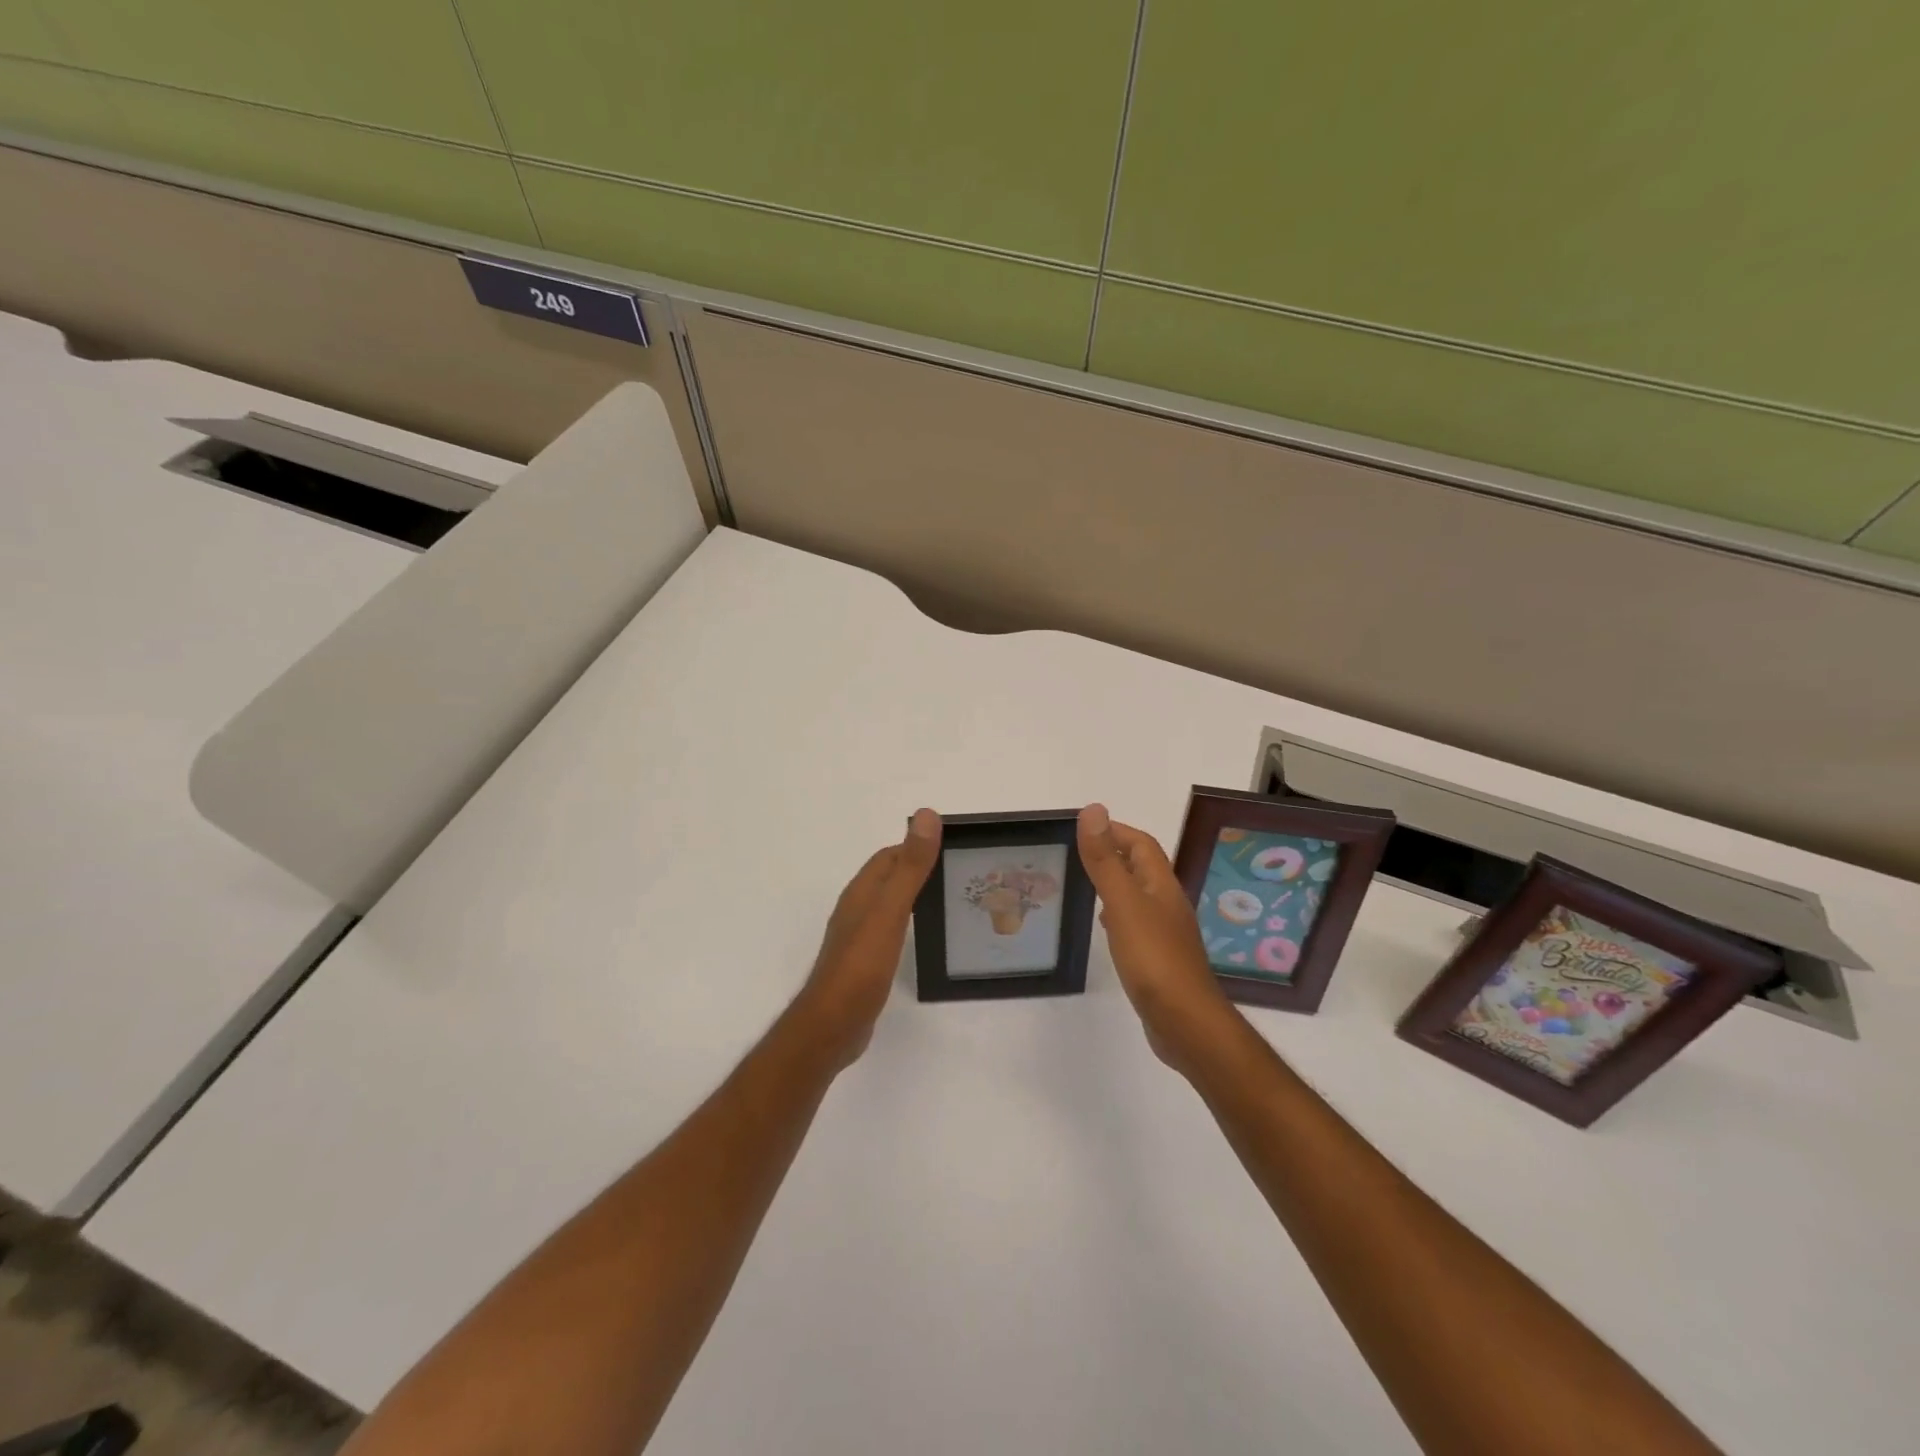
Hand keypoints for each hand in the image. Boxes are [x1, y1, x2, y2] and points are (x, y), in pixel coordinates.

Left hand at [793, 808, 940, 1069]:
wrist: (833, 1024)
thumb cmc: (861, 964)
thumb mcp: (890, 910)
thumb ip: (910, 866)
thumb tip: (926, 815)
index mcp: (862, 891)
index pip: (890, 856)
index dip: (918, 847)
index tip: (953, 848)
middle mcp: (857, 908)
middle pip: (890, 878)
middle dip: (920, 869)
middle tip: (960, 874)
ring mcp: (859, 937)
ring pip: (890, 904)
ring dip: (914, 896)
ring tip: (951, 901)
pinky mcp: (864, 962)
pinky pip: (890, 930)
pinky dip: (909, 923)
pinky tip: (925, 936)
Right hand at [1078, 804, 1238, 1073]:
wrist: (1186, 1023)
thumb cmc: (1154, 958)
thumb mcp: (1123, 903)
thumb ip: (1105, 860)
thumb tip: (1093, 810)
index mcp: (1161, 886)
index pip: (1141, 844)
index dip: (1115, 830)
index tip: (1083, 827)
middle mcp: (1167, 904)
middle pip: (1141, 868)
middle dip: (1113, 854)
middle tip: (1077, 853)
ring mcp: (1165, 933)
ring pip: (1138, 896)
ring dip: (1115, 884)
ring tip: (1084, 884)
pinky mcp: (1159, 959)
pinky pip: (1136, 924)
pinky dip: (1117, 916)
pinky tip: (1105, 927)